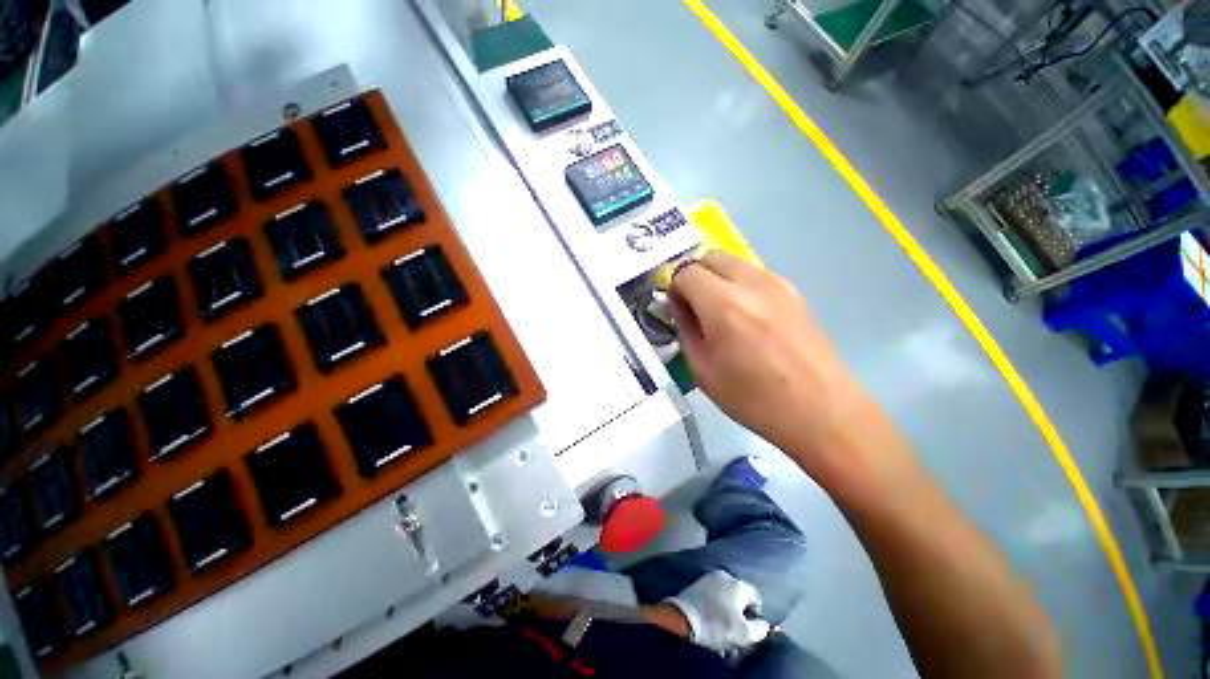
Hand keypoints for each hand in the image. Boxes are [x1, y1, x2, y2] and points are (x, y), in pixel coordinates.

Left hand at [665, 570, 770, 652]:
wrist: (683, 619)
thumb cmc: (717, 625)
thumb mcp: (745, 634)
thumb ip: (760, 628)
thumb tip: (764, 624)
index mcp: (738, 584)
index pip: (755, 597)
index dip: (756, 615)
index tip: (750, 630)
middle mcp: (724, 575)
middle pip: (739, 597)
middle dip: (739, 616)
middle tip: (736, 634)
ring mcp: (708, 578)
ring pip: (724, 599)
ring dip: (726, 614)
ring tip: (723, 632)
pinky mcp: (696, 584)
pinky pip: (711, 597)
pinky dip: (714, 609)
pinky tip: (711, 622)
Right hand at [669, 251, 869, 464]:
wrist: (821, 410)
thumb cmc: (753, 398)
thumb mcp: (702, 370)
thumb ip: (685, 329)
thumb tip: (679, 306)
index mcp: (723, 305)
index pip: (686, 272)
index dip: (675, 288)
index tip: (677, 308)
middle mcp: (751, 283)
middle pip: (711, 256)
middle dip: (695, 275)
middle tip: (694, 305)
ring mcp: (778, 283)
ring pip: (734, 262)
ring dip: (717, 278)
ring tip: (720, 311)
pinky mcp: (794, 291)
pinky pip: (755, 274)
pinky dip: (739, 284)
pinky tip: (746, 315)